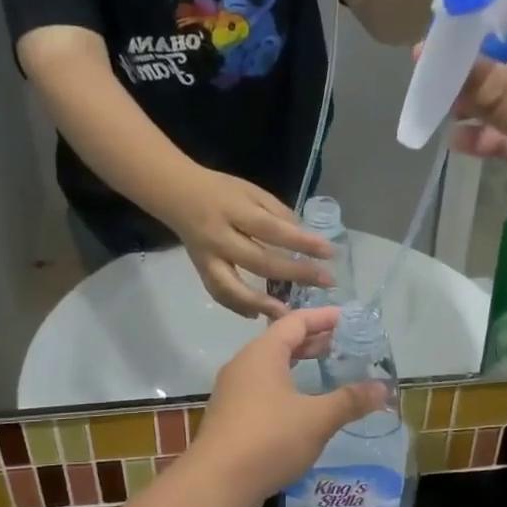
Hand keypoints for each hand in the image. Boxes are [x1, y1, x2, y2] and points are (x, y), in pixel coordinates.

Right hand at [157, 166, 333, 318]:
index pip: (272, 229)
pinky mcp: (201, 270)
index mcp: (235, 210)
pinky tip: (257, 315)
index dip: (301, 242)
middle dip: (295, 273)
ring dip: (261, 303)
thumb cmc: (222, 190)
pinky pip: (218, 293)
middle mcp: (220, 237)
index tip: (329, 252)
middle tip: (325, 281)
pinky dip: (237, 306)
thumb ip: (277, 213)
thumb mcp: (252, 191)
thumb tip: (304, 237)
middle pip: (259, 261)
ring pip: (233, 286)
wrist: (177, 194)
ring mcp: (208, 258)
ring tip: (288, 314)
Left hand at [187, 309, 386, 502]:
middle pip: (281, 342)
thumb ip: (350, 401)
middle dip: (312, 341)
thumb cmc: (269, 439)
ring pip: (270, 367)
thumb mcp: (317, 419)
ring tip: (325, 370)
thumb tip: (383, 389)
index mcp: (262, 353)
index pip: (295, 321)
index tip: (348, 318)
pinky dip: (285, 387)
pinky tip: (301, 406)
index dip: (323, 317)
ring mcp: (233, 391)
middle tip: (342, 344)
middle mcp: (243, 365)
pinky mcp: (230, 416)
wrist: (217, 482)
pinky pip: (262, 389)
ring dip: (298, 365)